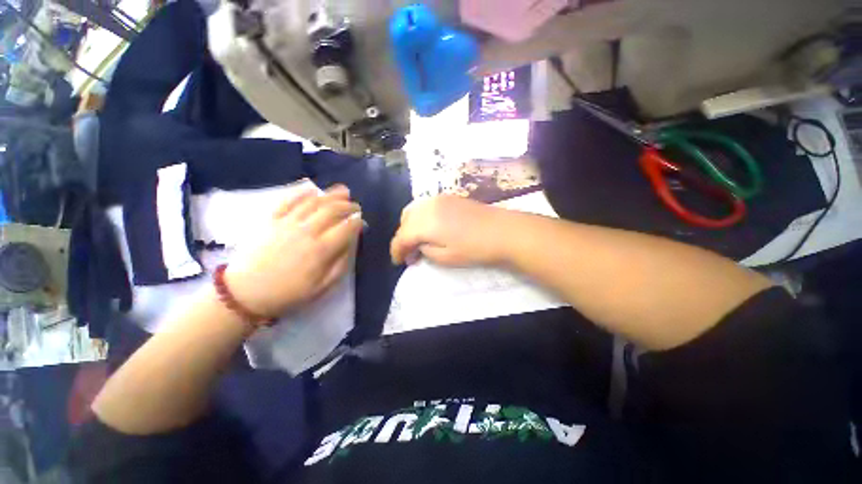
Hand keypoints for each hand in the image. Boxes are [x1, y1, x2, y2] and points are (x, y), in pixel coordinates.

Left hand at [225, 185, 362, 316]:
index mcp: (321, 249)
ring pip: (314, 202)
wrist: (246, 293)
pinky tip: (313, 190)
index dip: (357, 222)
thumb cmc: (289, 293)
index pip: (346, 228)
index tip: (362, 221)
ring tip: (343, 191)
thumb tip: (352, 243)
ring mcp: (287, 223)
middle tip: (356, 206)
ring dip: (331, 195)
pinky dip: (302, 193)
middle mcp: (307, 231)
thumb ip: (341, 264)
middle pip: (332, 210)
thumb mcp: (322, 287)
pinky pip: (288, 201)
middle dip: (348, 206)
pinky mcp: (271, 220)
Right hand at [390, 195, 509, 266]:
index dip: (396, 251)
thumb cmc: (475, 249)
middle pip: (404, 221)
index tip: (398, 262)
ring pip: (413, 210)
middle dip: (403, 237)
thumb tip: (417, 247)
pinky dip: (421, 217)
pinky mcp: (448, 196)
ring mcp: (438, 198)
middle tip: (410, 253)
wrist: (503, 231)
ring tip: (418, 240)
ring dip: (410, 226)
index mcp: (425, 223)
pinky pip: (425, 205)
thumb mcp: (446, 257)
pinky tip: (429, 228)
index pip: (401, 236)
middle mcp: (427, 206)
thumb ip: (425, 250)